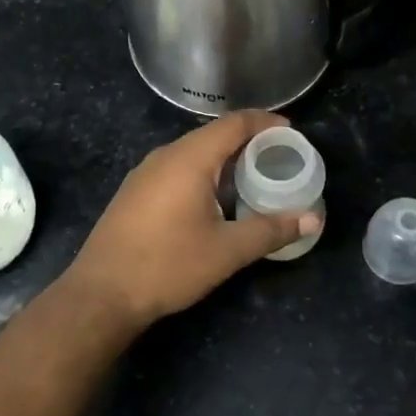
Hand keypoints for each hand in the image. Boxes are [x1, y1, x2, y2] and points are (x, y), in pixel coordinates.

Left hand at [60, 110, 319, 330]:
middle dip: (248, 143)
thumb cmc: (168, 265)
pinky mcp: (135, 192)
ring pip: (193, 153)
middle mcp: (165, 156)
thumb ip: (271, 230)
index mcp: (189, 158)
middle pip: (213, 135)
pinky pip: (177, 169)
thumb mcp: (227, 250)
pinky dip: (203, 174)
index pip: (234, 124)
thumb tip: (313, 219)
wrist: (102, 293)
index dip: (265, 123)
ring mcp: (145, 173)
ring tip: (252, 179)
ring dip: (224, 161)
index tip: (292, 133)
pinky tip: (215, 201)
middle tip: (278, 160)